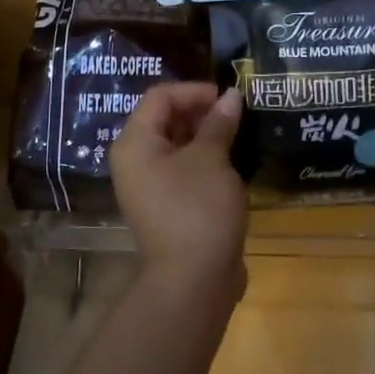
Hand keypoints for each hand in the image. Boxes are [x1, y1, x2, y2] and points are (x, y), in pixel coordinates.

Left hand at [111, 83, 248, 297]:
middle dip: (202, 112)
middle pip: (165, 119)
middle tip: (237, 114)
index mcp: (135, 143)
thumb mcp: (212, 159)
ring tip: (239, 134)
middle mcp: (135, 161)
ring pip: (176, 145)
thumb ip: (219, 123)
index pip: (160, 96)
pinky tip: (233, 162)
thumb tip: (231, 95)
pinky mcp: (167, 206)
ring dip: (206, 136)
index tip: (228, 98)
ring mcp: (149, 186)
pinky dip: (205, 160)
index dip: (194, 91)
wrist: (193, 282)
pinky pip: (183, 170)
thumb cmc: (197, 209)